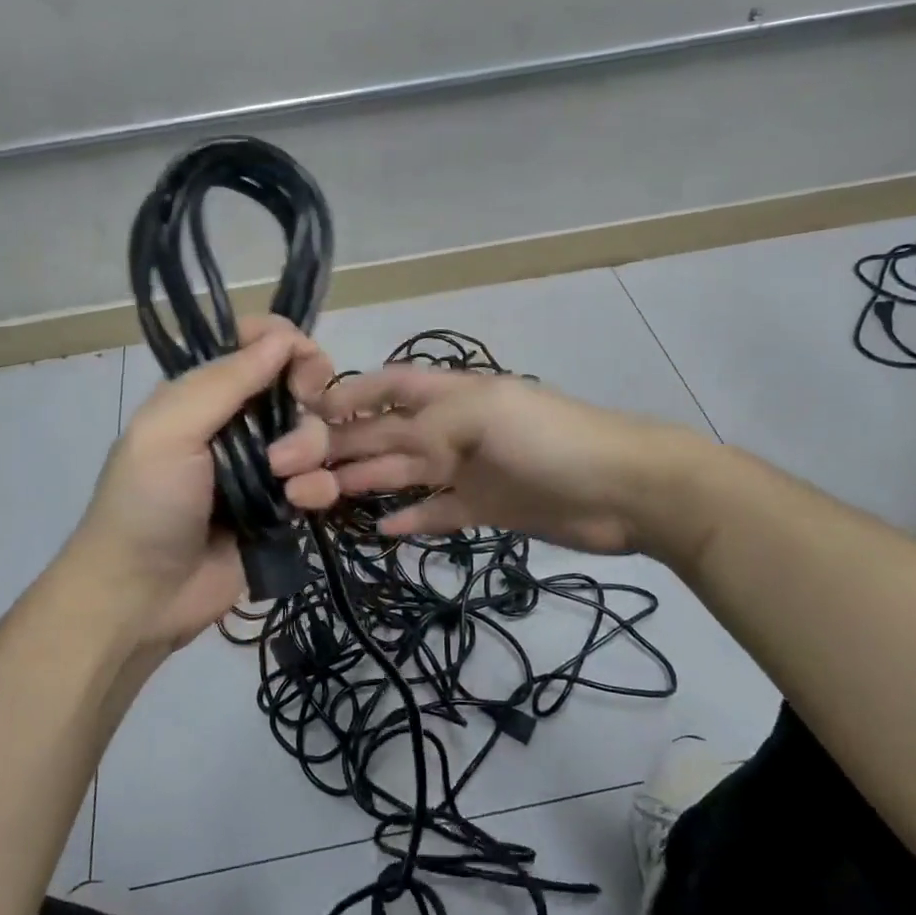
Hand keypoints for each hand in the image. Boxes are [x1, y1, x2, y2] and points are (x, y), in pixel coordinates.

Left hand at [69, 317, 339, 649]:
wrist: (142, 596)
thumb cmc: (147, 504)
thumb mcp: (170, 430)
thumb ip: (225, 380)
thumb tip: (284, 336)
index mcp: (202, 394)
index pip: (254, 344)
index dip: (285, 343)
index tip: (300, 364)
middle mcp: (236, 422)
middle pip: (295, 384)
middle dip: (306, 395)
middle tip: (306, 406)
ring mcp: (263, 466)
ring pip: (314, 433)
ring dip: (308, 449)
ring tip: (283, 480)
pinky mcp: (282, 507)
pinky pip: (321, 481)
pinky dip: (317, 488)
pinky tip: (298, 505)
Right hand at [318, 367, 666, 553]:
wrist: (623, 490)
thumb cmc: (550, 440)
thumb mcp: (483, 413)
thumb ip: (423, 423)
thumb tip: (370, 443)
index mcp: (452, 393)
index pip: (389, 386)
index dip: (348, 396)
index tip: (303, 416)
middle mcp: (452, 429)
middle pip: (385, 436)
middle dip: (340, 447)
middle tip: (291, 471)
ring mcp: (467, 471)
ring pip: (402, 475)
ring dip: (362, 483)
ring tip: (317, 499)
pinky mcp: (483, 509)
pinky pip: (435, 513)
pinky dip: (408, 520)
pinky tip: (378, 528)